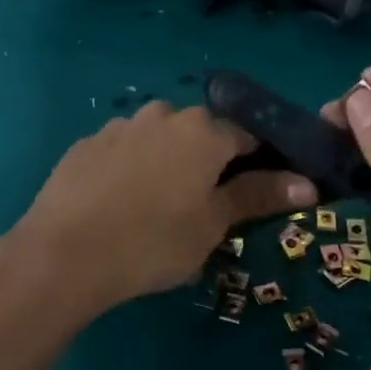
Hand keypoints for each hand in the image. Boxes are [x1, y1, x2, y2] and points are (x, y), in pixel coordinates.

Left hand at [6, 102, 316, 317]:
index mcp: (204, 131)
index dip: (260, 162)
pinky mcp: (86, 144)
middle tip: (205, 206)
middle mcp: (164, 114)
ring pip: (161, 139)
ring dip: (169, 162)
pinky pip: (125, 150)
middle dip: (210, 162)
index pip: (249, 135)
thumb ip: (259, 196)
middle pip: (202, 134)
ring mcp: (120, 126)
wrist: (62, 255)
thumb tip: (308, 184)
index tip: (258, 192)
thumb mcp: (213, 224)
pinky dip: (133, 168)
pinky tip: (121, 204)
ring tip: (157, 207)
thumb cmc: (153, 242)